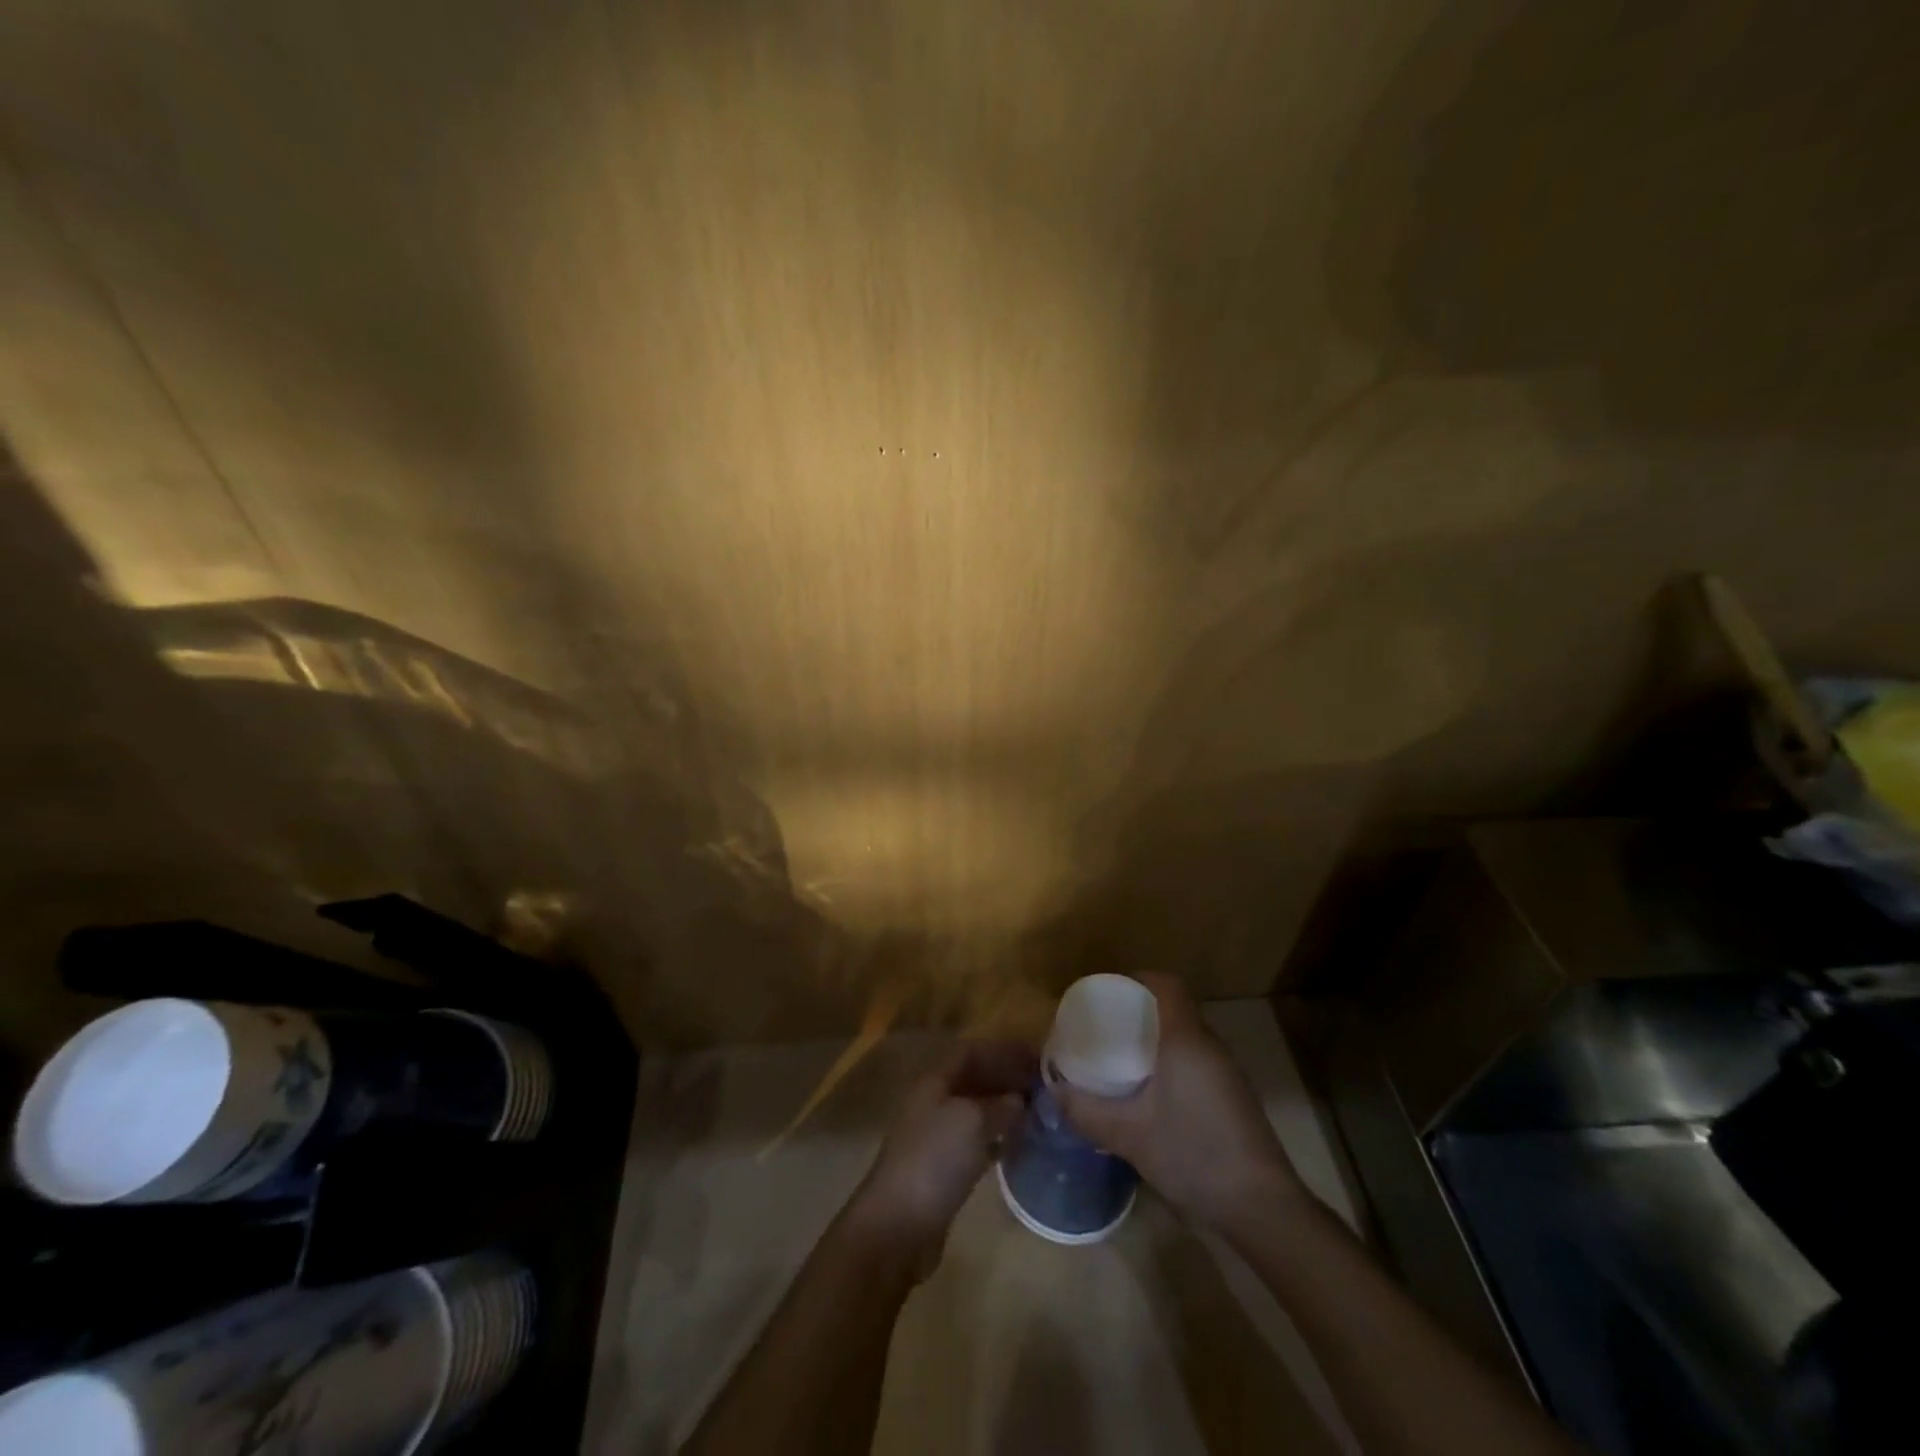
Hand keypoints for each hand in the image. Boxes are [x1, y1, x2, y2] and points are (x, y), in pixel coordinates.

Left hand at [847, 1040, 1037, 1275]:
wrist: (897, 1226)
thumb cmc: (934, 1160)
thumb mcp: (972, 1122)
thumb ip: (1000, 1105)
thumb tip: (1020, 1100)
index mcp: (934, 1082)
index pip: (971, 1051)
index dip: (1002, 1050)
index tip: (1036, 1058)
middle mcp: (933, 1103)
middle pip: (973, 1080)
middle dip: (1006, 1078)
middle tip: (1043, 1087)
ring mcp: (936, 1137)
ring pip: (976, 1111)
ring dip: (1004, 1109)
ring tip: (1038, 1113)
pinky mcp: (942, 1169)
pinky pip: (975, 1142)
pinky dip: (997, 1138)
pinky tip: (1019, 1145)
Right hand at [1056, 974, 1304, 1233]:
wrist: (1261, 1208)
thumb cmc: (1193, 1155)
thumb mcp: (1129, 1135)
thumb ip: (1086, 1111)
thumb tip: (1053, 1091)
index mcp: (1186, 1039)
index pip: (1167, 985)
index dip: (1138, 979)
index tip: (1107, 992)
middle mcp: (1210, 1046)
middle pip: (1174, 1009)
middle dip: (1139, 1011)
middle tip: (1105, 1027)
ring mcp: (1226, 1072)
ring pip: (1186, 1037)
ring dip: (1156, 1039)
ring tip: (1121, 1058)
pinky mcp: (1233, 1097)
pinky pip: (1196, 1060)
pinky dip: (1171, 1062)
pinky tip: (1151, 1094)